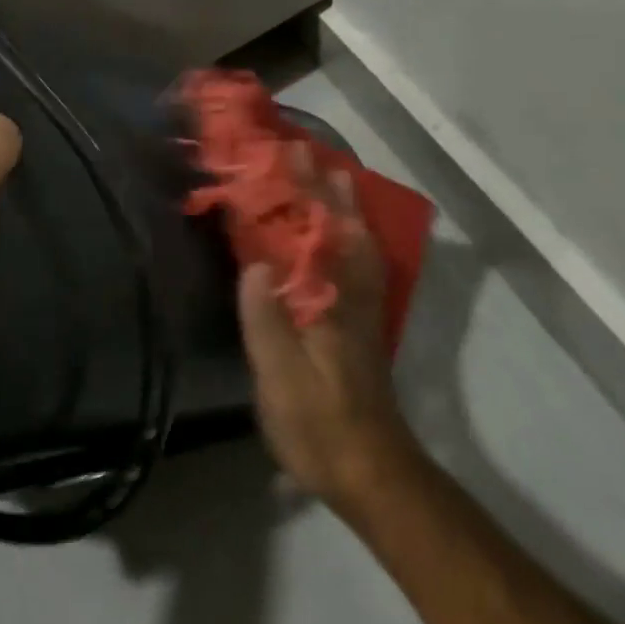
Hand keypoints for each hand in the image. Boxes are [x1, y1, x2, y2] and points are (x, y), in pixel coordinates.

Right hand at [237, 164, 418, 508]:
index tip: (288, 156)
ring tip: (333, 179)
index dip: (303, 194)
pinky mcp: (361, 329)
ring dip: (346, 210)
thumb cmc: (318, 424)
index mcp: (330, 305)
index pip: (316, 237)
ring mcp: (361, 313)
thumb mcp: (280, 378)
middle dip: (327, 190)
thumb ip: (266, 321)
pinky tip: (345, 239)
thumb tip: (254, 265)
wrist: (370, 469)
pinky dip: (353, 241)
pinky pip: (359, 269)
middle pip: (344, 233)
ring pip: (358, 248)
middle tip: (310, 154)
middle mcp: (352, 299)